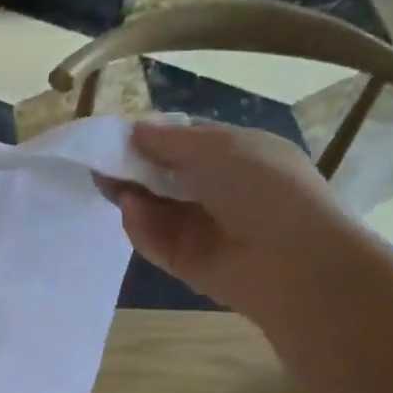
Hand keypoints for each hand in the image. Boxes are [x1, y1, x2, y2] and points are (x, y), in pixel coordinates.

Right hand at [101, 121, 369, 319]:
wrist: (292, 260)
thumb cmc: (264, 188)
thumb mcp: (218, 148)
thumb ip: (170, 140)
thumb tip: (134, 131)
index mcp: (237, 155)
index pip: (186, 142)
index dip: (153, 137)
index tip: (119, 135)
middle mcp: (217, 190)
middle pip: (164, 176)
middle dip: (132, 167)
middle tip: (99, 161)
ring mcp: (201, 227)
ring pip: (154, 208)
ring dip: (130, 194)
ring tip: (107, 183)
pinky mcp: (185, 261)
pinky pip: (154, 239)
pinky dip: (140, 226)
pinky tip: (130, 211)